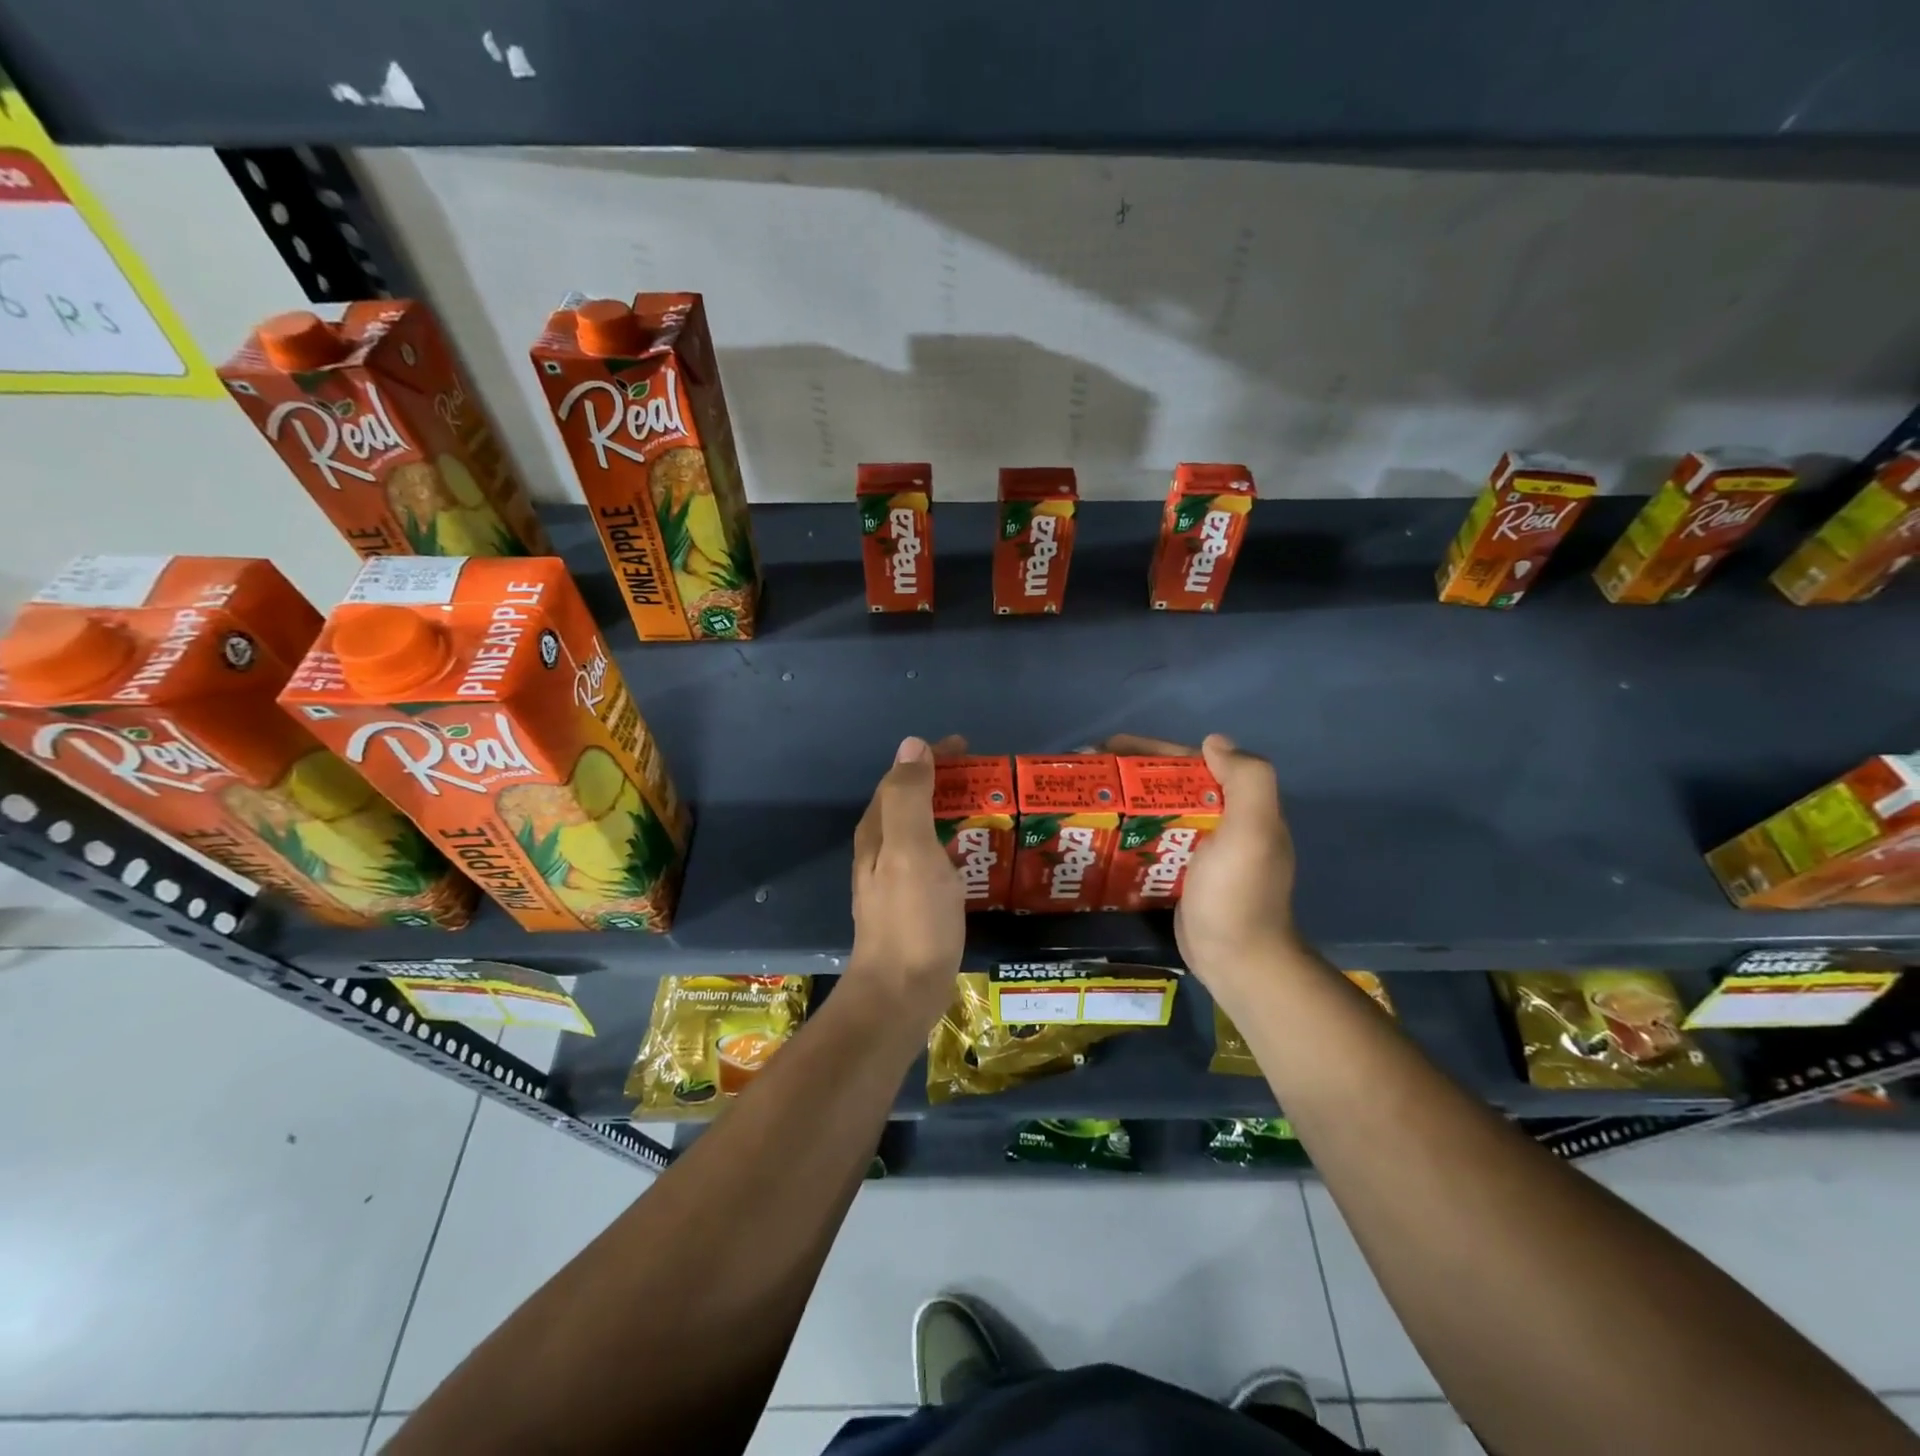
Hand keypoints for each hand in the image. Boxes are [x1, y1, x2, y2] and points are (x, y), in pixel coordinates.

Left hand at [846, 735, 966, 1028]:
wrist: (901, 992)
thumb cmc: (911, 918)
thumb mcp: (910, 850)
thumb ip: (908, 797)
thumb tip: (911, 745)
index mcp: (878, 831)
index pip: (901, 778)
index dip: (931, 758)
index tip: (969, 749)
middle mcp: (880, 850)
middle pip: (912, 802)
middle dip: (945, 783)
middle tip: (987, 779)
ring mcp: (895, 879)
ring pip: (923, 830)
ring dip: (952, 812)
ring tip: (989, 809)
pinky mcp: (913, 903)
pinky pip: (934, 857)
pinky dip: (955, 843)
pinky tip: (977, 855)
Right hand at [1103, 733, 1301, 1005]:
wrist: (1239, 962)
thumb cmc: (1237, 894)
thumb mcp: (1252, 831)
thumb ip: (1246, 779)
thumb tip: (1212, 741)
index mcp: (1238, 806)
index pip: (1188, 763)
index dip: (1148, 750)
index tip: (1106, 748)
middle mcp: (1221, 822)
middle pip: (1167, 786)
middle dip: (1127, 775)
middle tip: (1083, 776)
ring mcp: (1199, 852)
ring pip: (1156, 814)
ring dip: (1123, 803)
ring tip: (1081, 801)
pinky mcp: (1179, 876)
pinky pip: (1149, 844)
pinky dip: (1126, 834)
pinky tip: (1096, 836)